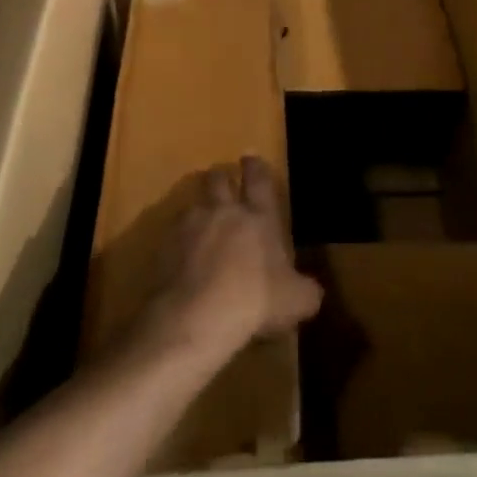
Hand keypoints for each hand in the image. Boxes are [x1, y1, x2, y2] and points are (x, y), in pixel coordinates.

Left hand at [138, 156, 321, 365]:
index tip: (250, 159)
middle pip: (218, 179)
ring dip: (199, 211)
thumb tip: (311, 291)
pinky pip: (173, 234)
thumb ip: (306, 290)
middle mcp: (223, 210)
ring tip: (201, 226)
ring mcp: (190, 225)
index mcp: (258, 216)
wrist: (196, 316)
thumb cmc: (255, 300)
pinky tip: (182, 258)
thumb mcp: (296, 301)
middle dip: (221, 178)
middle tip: (224, 185)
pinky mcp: (164, 245)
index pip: (258, 178)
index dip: (255, 167)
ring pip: (193, 204)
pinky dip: (179, 241)